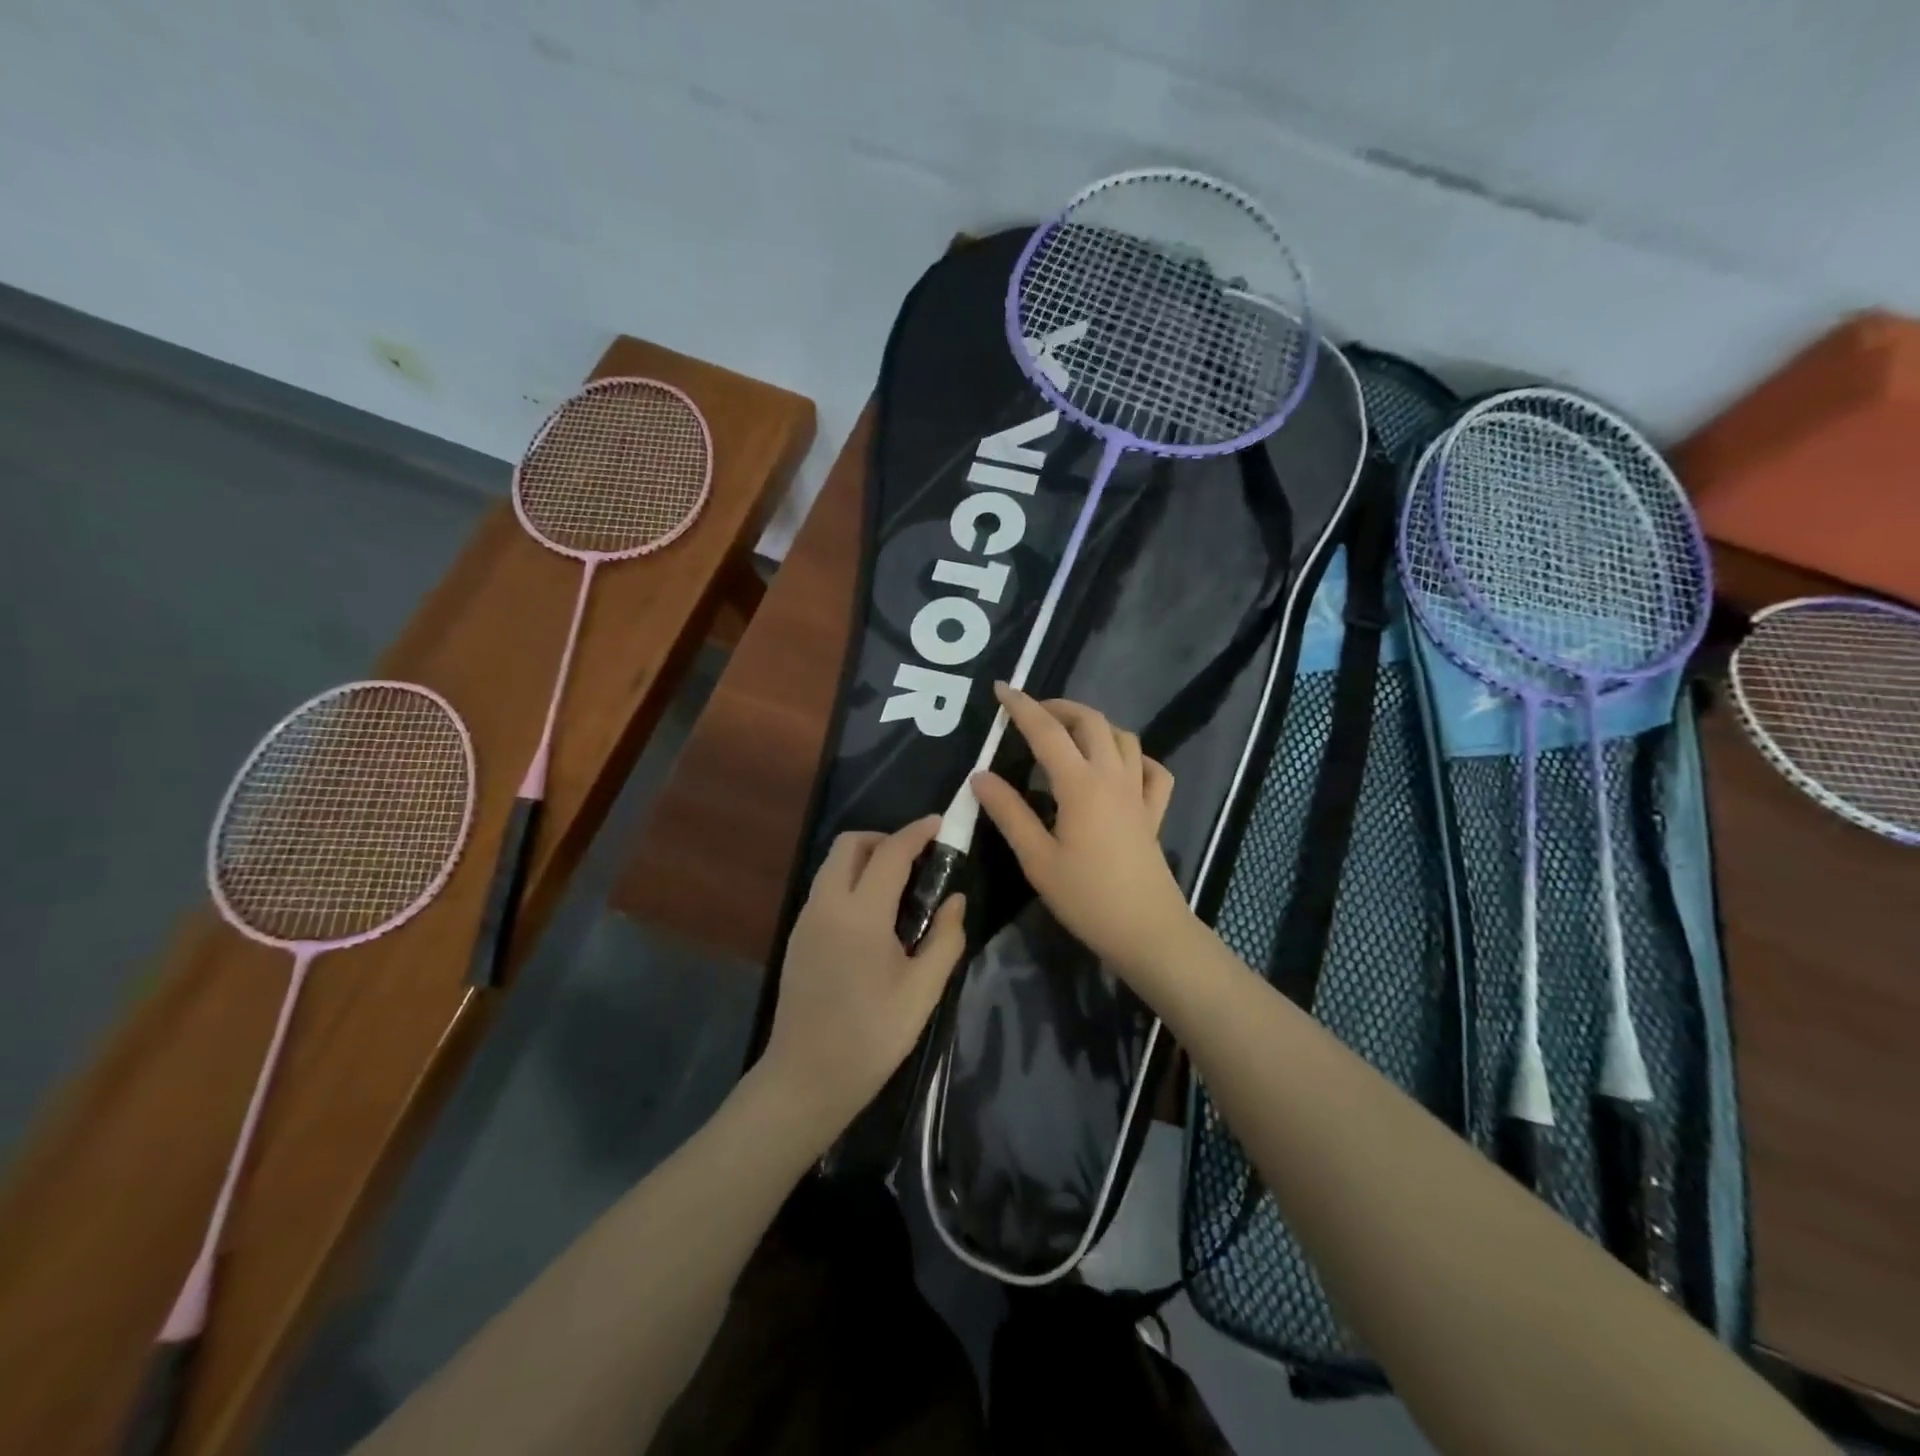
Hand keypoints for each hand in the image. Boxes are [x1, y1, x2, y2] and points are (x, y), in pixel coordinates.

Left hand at [760, 816, 966, 1142]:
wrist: (806, 1079)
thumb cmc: (872, 1037)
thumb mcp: (923, 991)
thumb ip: (945, 938)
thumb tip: (955, 899)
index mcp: (860, 914)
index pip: (890, 853)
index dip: (917, 832)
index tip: (940, 825)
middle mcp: (826, 904)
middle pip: (850, 845)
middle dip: (885, 840)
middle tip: (916, 862)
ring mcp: (806, 919)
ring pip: (833, 865)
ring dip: (865, 860)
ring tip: (898, 890)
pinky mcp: (797, 936)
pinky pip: (825, 889)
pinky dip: (849, 882)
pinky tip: (872, 918)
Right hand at [971, 684, 1193, 978]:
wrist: (1147, 931)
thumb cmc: (1086, 897)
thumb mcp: (1036, 858)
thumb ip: (1009, 812)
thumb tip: (980, 776)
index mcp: (1080, 785)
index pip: (1047, 731)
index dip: (1022, 707)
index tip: (1001, 689)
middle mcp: (1113, 776)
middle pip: (1090, 721)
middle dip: (1059, 707)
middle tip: (1031, 713)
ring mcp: (1139, 792)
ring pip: (1122, 737)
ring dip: (1094, 725)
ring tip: (1068, 735)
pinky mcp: (1154, 812)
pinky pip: (1152, 769)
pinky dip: (1134, 757)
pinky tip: (1119, 768)